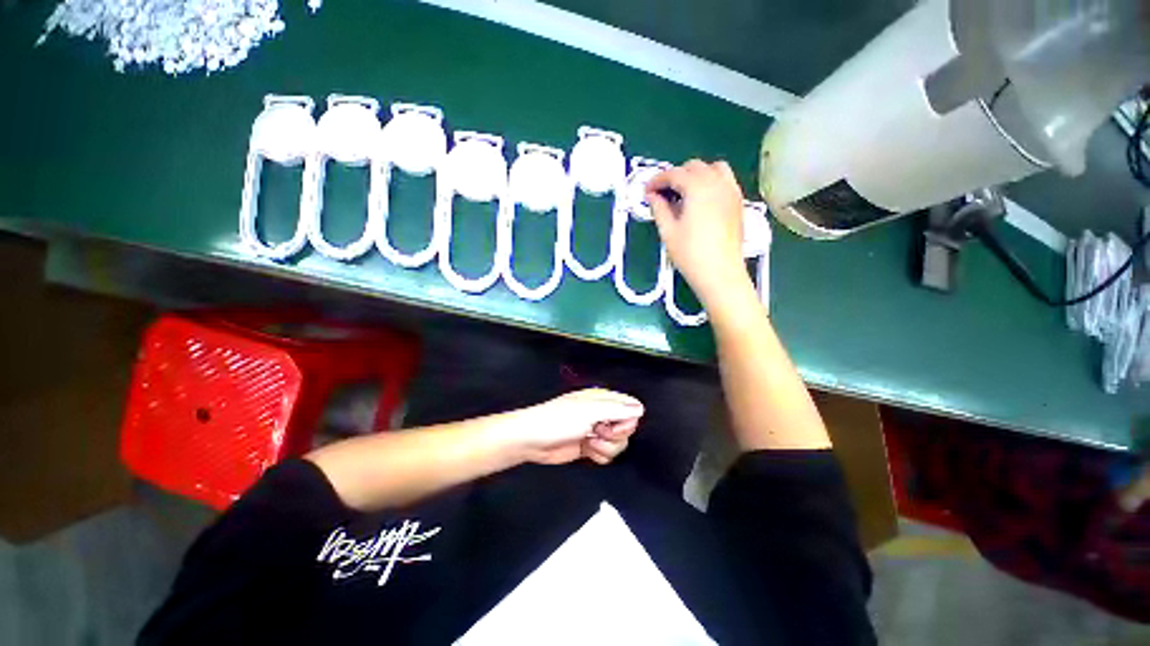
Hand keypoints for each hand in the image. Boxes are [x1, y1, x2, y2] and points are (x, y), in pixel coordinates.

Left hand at [512, 388, 643, 465]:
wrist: (532, 440)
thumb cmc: (558, 420)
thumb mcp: (589, 412)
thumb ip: (617, 410)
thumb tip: (640, 408)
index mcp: (601, 399)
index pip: (629, 407)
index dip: (628, 419)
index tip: (616, 425)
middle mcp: (601, 414)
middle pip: (626, 428)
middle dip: (615, 435)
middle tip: (597, 432)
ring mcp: (595, 431)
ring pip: (618, 443)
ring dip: (606, 447)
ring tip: (588, 441)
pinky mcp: (590, 447)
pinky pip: (607, 454)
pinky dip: (600, 455)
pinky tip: (587, 450)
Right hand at [646, 160, 754, 311]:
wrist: (720, 274)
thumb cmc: (691, 255)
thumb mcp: (668, 232)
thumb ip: (659, 209)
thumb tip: (653, 196)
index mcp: (698, 188)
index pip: (674, 174)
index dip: (657, 180)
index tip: (647, 191)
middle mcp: (718, 183)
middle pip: (694, 167)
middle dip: (675, 176)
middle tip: (662, 193)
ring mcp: (731, 191)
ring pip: (713, 168)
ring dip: (696, 174)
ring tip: (683, 193)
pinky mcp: (738, 203)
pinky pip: (725, 180)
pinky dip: (711, 181)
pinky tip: (701, 200)